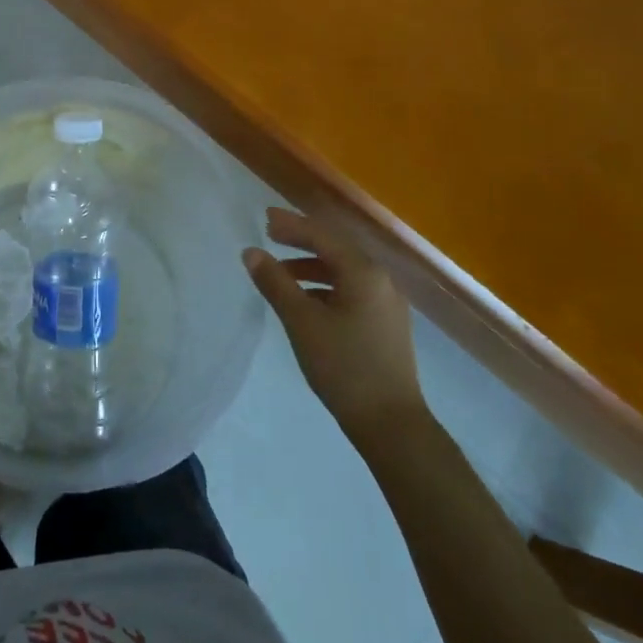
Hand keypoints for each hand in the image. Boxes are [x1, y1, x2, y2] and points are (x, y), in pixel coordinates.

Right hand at [243, 208, 426, 443]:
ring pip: (344, 272)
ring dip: (311, 267)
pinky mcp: (386, 324)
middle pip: (335, 249)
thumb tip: (251, 253)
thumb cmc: (344, 367)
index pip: (322, 236)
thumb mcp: (302, 322)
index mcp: (364, 272)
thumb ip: (275, 283)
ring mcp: (387, 303)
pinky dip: (325, 287)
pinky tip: (307, 302)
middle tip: (270, 235)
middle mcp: (380, 280)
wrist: (392, 424)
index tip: (264, 218)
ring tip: (281, 273)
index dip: (292, 225)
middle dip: (302, 241)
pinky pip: (351, 290)